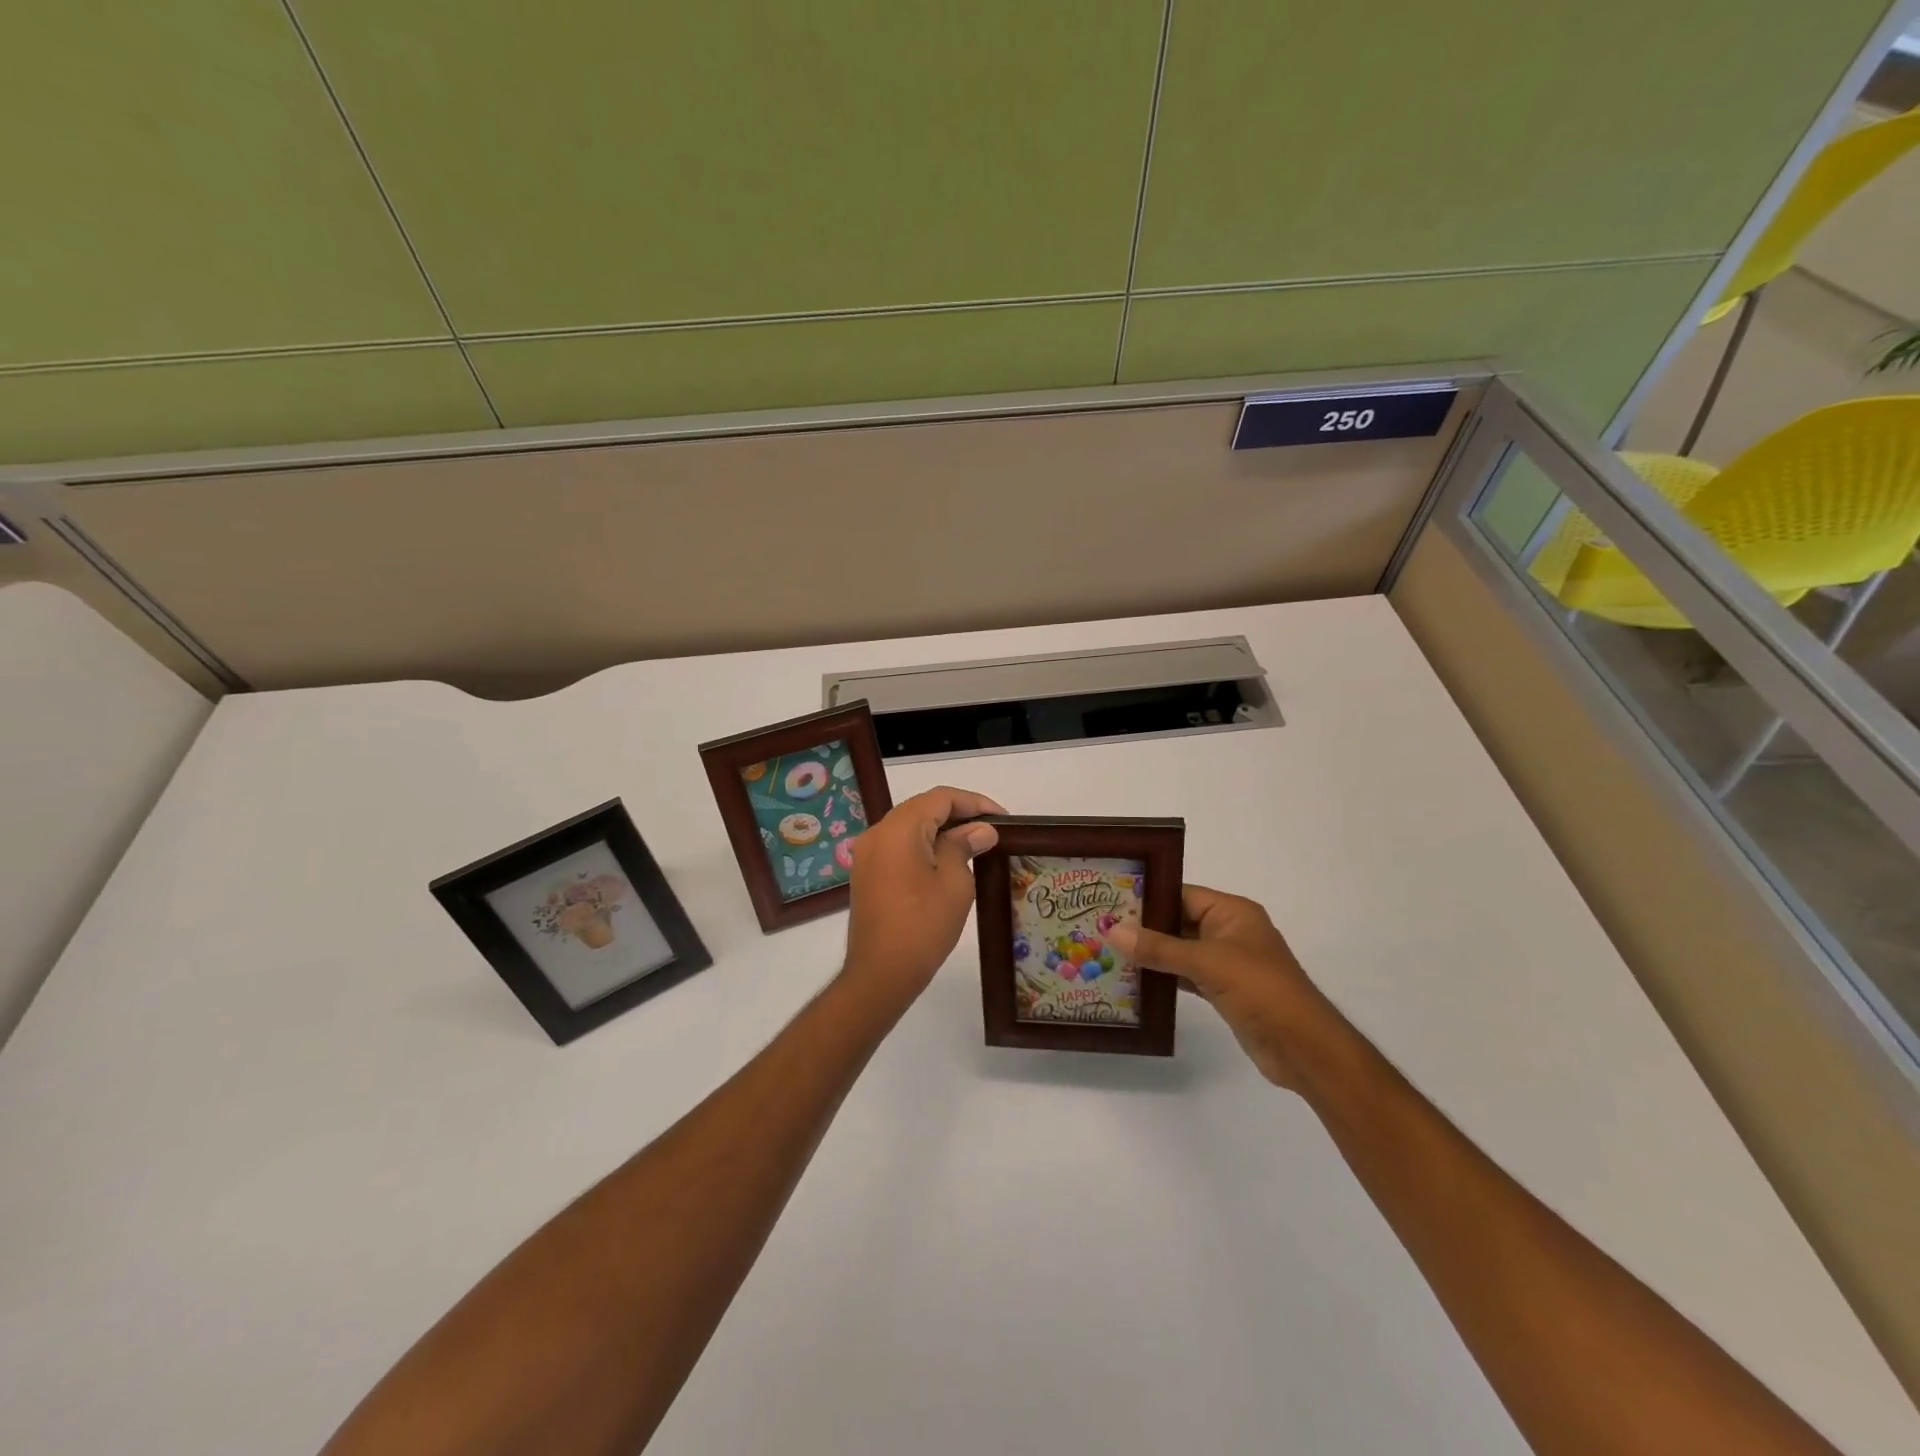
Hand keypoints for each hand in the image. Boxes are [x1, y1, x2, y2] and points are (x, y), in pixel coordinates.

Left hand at [842, 786, 1003, 1007]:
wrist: (880, 974)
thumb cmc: (923, 926)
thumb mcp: (954, 883)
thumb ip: (964, 846)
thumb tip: (980, 830)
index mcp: (899, 829)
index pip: (940, 798)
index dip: (974, 803)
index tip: (1003, 819)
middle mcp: (878, 833)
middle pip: (922, 808)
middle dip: (958, 814)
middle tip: (991, 830)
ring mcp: (868, 853)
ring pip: (909, 826)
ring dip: (941, 829)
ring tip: (974, 843)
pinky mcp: (866, 873)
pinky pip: (898, 846)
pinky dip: (923, 845)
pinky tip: (947, 860)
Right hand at [1109, 884, 1341, 1091]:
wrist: (1304, 1048)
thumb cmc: (1261, 990)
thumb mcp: (1207, 963)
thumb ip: (1159, 947)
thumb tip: (1112, 931)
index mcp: (1232, 912)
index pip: (1182, 894)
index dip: (1148, 897)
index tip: (1109, 901)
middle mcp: (1229, 932)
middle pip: (1178, 921)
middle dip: (1143, 926)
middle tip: (1099, 927)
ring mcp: (1226, 963)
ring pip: (1180, 950)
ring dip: (1150, 954)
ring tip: (1108, 952)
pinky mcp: (1223, 991)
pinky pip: (1185, 975)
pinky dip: (1163, 977)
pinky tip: (1133, 980)